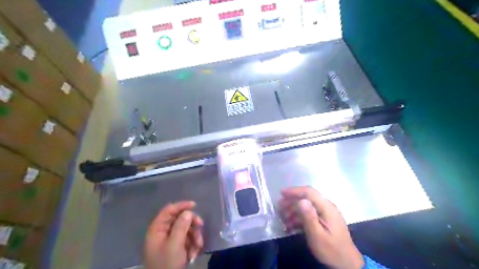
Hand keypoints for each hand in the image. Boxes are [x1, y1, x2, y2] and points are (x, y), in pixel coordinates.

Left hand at [142, 201, 200, 268]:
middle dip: (191, 223)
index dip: (181, 205)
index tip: (194, 205)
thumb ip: (181, 226)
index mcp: (157, 229)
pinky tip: (194, 254)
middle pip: (179, 219)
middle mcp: (162, 233)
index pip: (168, 210)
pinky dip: (192, 245)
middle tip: (200, 225)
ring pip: (185, 230)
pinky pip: (186, 240)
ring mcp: (169, 241)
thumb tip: (188, 211)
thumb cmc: (167, 264)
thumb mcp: (175, 244)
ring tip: (198, 246)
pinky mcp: (175, 248)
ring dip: (194, 236)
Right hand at [279, 186, 364, 268]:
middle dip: (291, 201)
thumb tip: (301, 200)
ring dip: (293, 210)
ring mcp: (325, 213)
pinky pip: (309, 214)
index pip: (309, 192)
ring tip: (283, 218)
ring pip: (306, 206)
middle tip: (279, 207)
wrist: (347, 263)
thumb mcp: (318, 235)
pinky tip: (290, 225)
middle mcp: (326, 207)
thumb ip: (309, 217)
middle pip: (306, 198)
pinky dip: (299, 217)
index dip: (294, 191)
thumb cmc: (331, 250)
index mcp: (326, 207)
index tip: (281, 194)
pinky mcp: (324, 220)